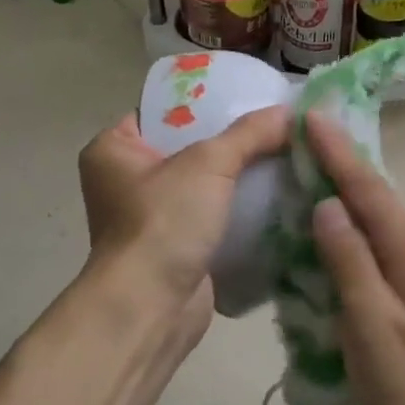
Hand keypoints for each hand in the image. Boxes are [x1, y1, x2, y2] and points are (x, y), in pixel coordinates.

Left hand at [77, 107, 289, 334]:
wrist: (151, 308)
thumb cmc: (163, 222)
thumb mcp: (208, 164)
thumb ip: (249, 134)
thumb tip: (291, 112)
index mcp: (112, 150)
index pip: (161, 112)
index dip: (202, 103)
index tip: (245, 96)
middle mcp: (124, 181)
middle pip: (187, 147)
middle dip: (229, 142)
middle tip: (273, 127)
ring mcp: (149, 218)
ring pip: (202, 186)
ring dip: (237, 178)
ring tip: (283, 157)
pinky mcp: (174, 248)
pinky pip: (211, 217)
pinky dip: (237, 211)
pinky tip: (276, 197)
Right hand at [304, 112, 404, 404]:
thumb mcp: (374, 329)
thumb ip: (350, 263)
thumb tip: (326, 205)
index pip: (367, 188)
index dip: (336, 152)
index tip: (310, 114)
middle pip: (375, 197)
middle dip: (340, 163)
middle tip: (301, 136)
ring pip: (376, 222)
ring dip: (343, 195)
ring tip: (307, 173)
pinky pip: (377, 249)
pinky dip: (349, 231)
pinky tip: (328, 236)